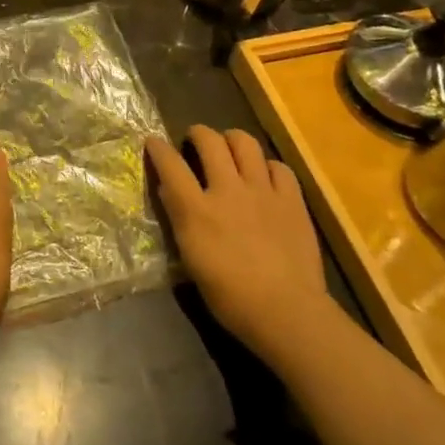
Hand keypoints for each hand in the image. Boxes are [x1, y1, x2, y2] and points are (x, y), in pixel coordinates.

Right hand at [146, 126, 339, 369]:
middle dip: (198, 132)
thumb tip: (170, 190)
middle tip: (195, 139)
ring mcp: (263, 191)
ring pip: (245, 142)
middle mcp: (228, 190)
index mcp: (197, 210)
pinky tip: (265, 176)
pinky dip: (267, 166)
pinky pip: (278, 166)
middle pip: (209, 141)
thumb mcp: (192, 261)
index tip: (153, 141)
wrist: (287, 311)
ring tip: (230, 147)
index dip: (159, 148)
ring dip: (232, 139)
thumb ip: (181, 220)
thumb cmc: (231, 297)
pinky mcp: (291, 199)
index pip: (171, 165)